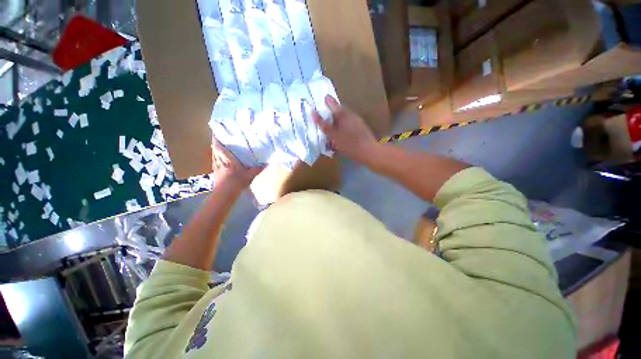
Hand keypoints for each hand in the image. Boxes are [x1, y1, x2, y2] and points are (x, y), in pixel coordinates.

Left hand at [211, 138, 263, 186]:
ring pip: (214, 158)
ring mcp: (216, 169)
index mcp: (228, 160)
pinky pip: (214, 166)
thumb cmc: (237, 182)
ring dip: (214, 154)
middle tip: (216, 141)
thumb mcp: (250, 175)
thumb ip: (257, 169)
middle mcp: (220, 163)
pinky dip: (215, 162)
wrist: (225, 194)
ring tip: (216, 150)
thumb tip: (267, 164)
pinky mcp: (215, 176)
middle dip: (215, 146)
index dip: (216, 141)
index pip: (220, 148)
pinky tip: (217, 164)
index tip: (215, 134)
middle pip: (215, 152)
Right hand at [312, 95, 377, 162]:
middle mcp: (351, 116)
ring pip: (345, 118)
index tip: (324, 98)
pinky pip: (350, 124)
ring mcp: (358, 122)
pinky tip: (342, 133)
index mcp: (344, 115)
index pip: (334, 105)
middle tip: (326, 115)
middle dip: (333, 111)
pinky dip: (344, 126)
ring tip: (333, 125)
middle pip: (340, 111)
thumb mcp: (334, 135)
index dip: (329, 101)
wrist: (369, 151)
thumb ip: (324, 125)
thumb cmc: (349, 143)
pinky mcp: (361, 129)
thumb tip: (314, 113)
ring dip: (339, 119)